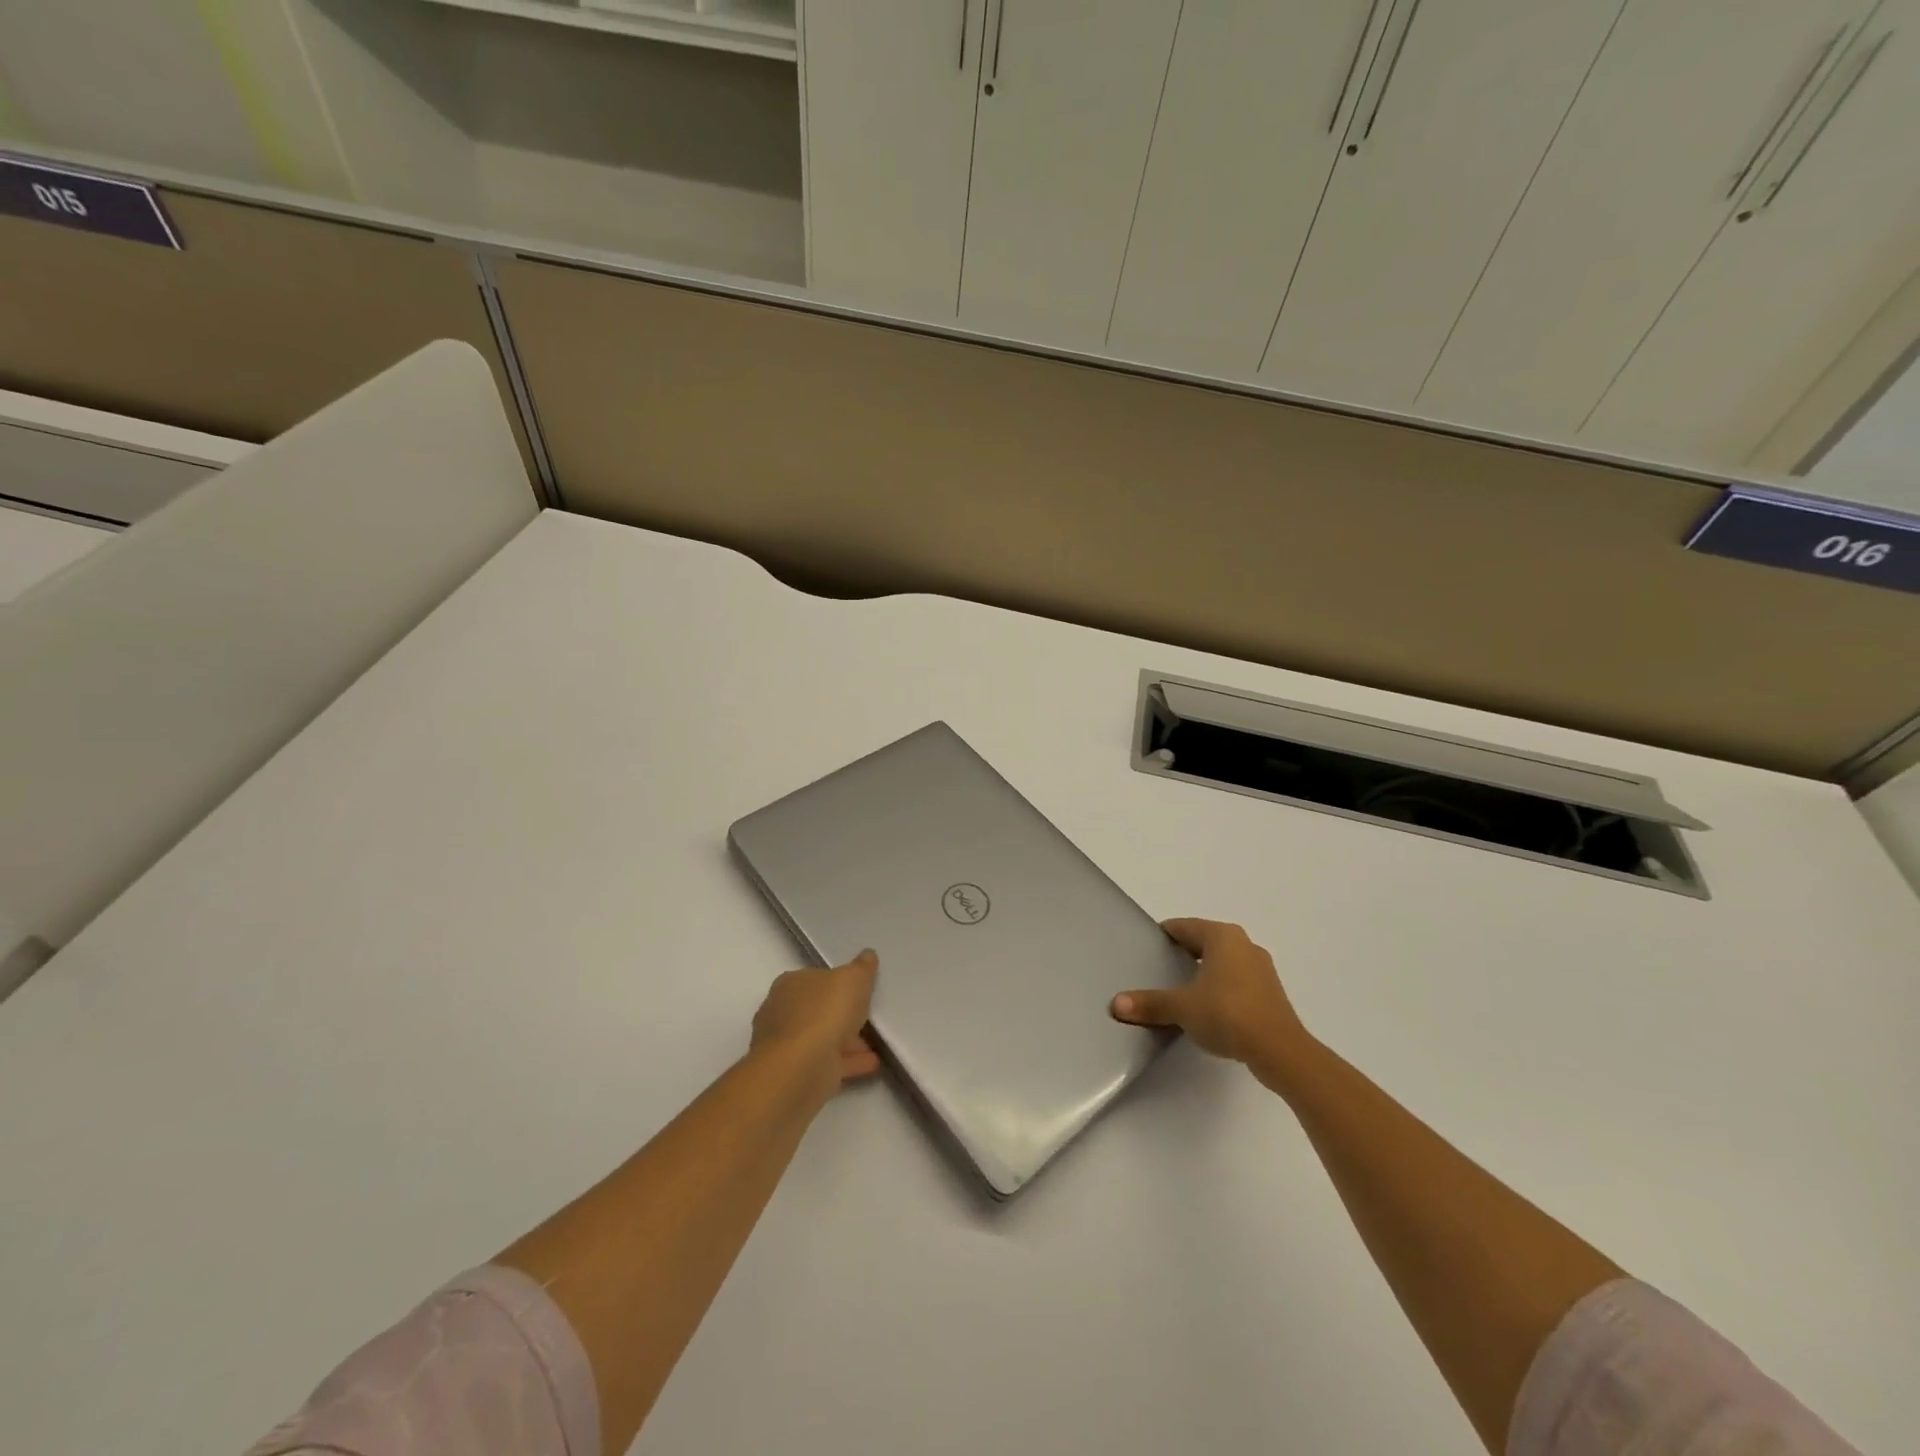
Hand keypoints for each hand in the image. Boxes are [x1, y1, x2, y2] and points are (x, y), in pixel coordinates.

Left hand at [750, 950, 881, 1095]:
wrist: (799, 1069)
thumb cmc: (824, 1013)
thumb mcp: (853, 979)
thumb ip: (862, 968)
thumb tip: (867, 955)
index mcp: (790, 984)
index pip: (815, 979)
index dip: (838, 984)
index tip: (860, 991)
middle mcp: (782, 1012)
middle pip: (818, 1010)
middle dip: (843, 1015)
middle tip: (870, 1018)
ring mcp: (786, 1047)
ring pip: (823, 1039)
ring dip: (848, 1041)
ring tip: (876, 1045)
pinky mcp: (795, 1075)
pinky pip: (827, 1063)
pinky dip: (848, 1062)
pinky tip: (871, 1063)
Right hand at [1111, 919, 1311, 1084]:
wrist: (1280, 1051)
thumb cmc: (1227, 1014)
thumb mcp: (1181, 1007)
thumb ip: (1150, 1003)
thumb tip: (1116, 1004)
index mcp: (1222, 936)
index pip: (1184, 926)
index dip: (1164, 935)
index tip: (1147, 947)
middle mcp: (1244, 944)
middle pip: (1204, 942)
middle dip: (1183, 953)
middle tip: (1159, 968)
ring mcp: (1261, 969)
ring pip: (1223, 962)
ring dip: (1204, 972)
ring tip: (1180, 991)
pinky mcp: (1270, 994)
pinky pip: (1237, 982)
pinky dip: (1220, 989)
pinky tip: (1208, 1009)